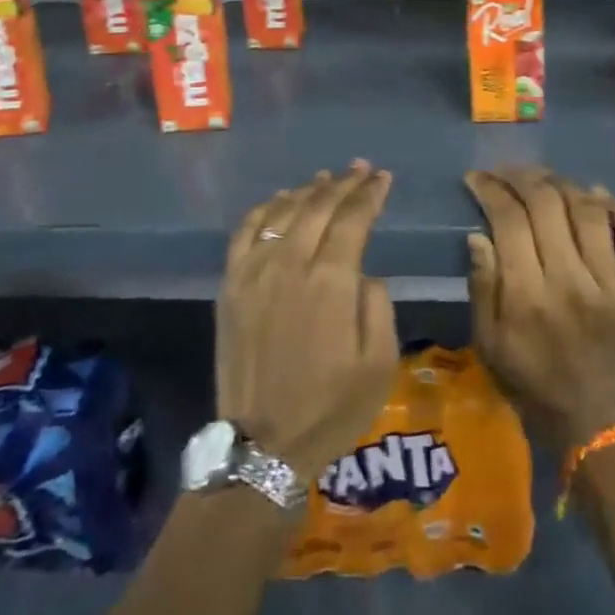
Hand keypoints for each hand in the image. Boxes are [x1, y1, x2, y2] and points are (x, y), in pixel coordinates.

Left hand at [217, 161, 399, 480]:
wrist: (264, 446)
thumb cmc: (332, 408)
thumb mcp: (380, 363)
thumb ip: (377, 304)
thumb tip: (362, 272)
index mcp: (331, 281)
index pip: (353, 218)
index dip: (370, 194)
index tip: (384, 178)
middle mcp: (291, 264)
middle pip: (319, 206)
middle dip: (344, 183)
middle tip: (362, 168)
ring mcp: (255, 271)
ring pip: (283, 212)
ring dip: (308, 190)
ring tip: (326, 177)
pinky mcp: (231, 285)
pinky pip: (247, 232)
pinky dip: (265, 209)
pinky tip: (280, 201)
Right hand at [465, 168, 614, 453]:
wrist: (592, 419)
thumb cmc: (529, 379)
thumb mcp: (488, 341)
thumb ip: (482, 285)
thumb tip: (479, 233)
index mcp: (529, 296)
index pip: (509, 220)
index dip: (490, 189)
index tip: (477, 178)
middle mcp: (572, 281)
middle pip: (548, 205)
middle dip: (521, 177)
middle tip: (506, 172)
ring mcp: (613, 284)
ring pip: (589, 210)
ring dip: (563, 184)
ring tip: (545, 181)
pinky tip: (597, 196)